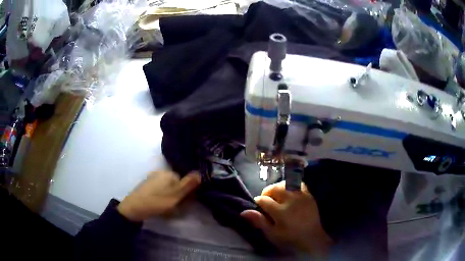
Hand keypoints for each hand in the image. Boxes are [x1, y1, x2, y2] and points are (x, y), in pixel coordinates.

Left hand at [117, 171, 200, 221]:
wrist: (135, 207)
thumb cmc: (157, 202)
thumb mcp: (176, 195)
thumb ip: (188, 184)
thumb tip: (200, 172)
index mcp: (169, 173)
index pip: (184, 180)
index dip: (186, 192)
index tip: (183, 202)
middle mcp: (161, 172)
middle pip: (176, 183)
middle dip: (177, 194)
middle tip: (174, 206)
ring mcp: (152, 177)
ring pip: (167, 187)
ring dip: (170, 196)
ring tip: (166, 207)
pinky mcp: (146, 184)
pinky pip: (159, 189)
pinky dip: (161, 196)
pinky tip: (158, 204)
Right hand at [240, 181, 331, 256]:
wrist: (312, 237)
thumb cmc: (289, 238)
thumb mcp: (272, 234)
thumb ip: (259, 222)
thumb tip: (244, 212)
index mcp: (280, 212)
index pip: (264, 200)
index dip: (258, 201)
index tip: (258, 204)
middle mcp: (291, 201)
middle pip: (275, 188)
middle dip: (268, 192)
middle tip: (267, 199)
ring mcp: (301, 196)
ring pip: (286, 183)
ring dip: (279, 187)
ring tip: (277, 195)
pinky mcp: (309, 195)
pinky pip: (299, 183)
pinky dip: (292, 185)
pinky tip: (290, 191)